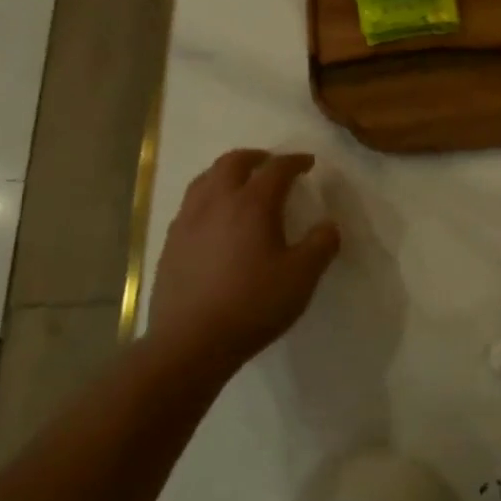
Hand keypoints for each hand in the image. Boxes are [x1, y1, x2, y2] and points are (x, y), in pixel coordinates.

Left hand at [146, 151, 340, 378]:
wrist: (191, 342)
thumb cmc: (254, 305)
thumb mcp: (303, 276)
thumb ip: (322, 244)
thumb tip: (328, 225)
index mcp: (252, 204)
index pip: (276, 168)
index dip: (295, 161)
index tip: (308, 163)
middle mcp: (217, 202)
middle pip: (233, 162)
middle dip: (256, 157)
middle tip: (272, 164)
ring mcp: (188, 221)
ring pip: (205, 179)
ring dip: (227, 173)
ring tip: (241, 184)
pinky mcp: (171, 243)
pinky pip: (191, 204)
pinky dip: (208, 197)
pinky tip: (215, 218)